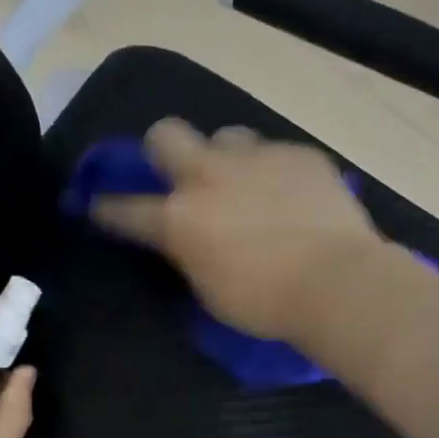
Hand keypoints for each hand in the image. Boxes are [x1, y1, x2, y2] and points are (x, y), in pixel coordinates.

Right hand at [90, 118, 383, 340]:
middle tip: (181, 174)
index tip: (100, 205)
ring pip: (227, 137)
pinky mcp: (299, 154)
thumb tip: (191, 240)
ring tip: (249, 185)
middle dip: (163, 150)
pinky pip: (276, 154)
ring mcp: (256, 158)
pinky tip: (294, 198)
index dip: (108, 208)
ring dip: (228, 159)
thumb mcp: (210, 290)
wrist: (338, 282)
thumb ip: (191, 254)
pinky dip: (276, 173)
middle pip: (166, 134)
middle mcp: (209, 176)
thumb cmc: (266, 303)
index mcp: (179, 218)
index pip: (125, 208)